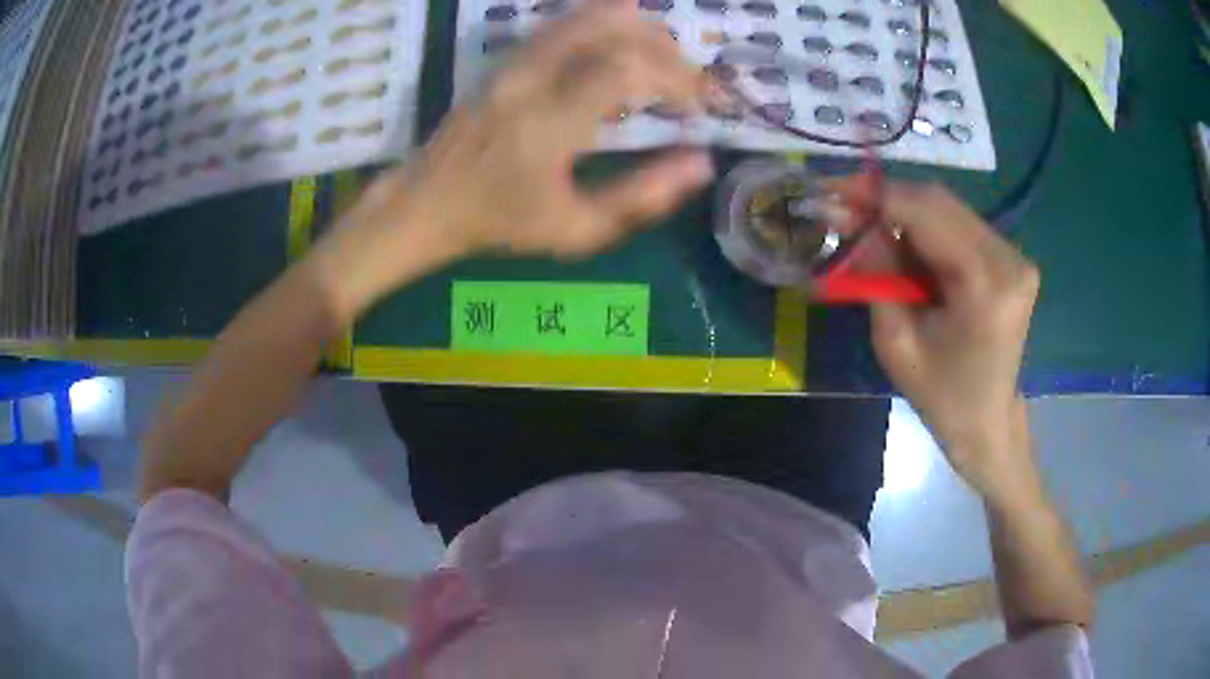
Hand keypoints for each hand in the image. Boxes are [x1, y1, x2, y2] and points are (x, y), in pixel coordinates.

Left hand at [365, 0, 712, 262]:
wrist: (426, 204)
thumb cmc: (500, 223)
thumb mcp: (576, 229)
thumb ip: (642, 197)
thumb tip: (701, 162)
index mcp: (550, 122)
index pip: (628, 71)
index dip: (675, 79)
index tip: (700, 105)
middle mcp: (532, 80)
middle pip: (609, 31)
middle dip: (662, 47)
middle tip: (689, 75)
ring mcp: (513, 64)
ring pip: (582, 18)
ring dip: (634, 28)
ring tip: (665, 49)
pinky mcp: (504, 61)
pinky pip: (559, 25)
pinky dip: (599, 22)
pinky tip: (621, 31)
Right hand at [867, 183, 1040, 498]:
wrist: (987, 422)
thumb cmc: (941, 396)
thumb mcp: (896, 341)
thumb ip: (876, 271)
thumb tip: (847, 217)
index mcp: (985, 284)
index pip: (925, 212)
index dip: (875, 194)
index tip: (831, 190)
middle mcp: (1008, 257)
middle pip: (938, 200)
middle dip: (886, 198)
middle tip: (842, 206)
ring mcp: (1014, 255)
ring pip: (947, 207)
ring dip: (903, 210)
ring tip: (865, 225)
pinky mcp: (1010, 258)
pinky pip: (959, 224)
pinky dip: (924, 226)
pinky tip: (901, 242)